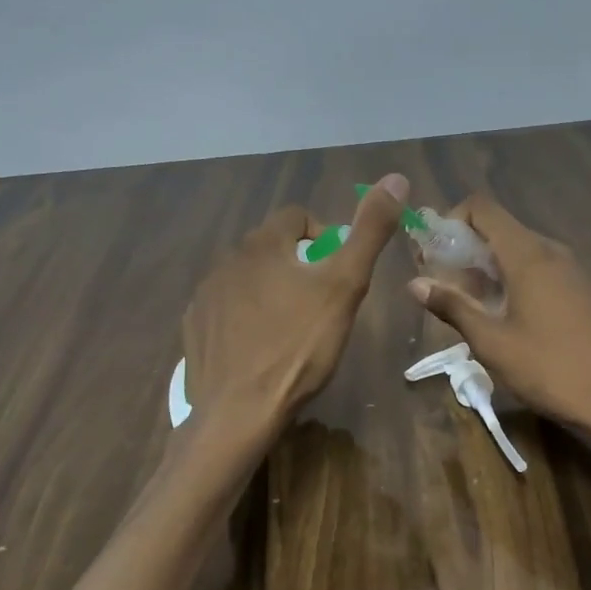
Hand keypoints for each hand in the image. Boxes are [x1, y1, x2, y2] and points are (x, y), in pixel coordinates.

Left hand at [183, 174, 408, 432]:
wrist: (238, 412)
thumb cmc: (299, 346)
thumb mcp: (345, 286)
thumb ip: (370, 232)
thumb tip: (396, 178)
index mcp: (263, 244)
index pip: (297, 218)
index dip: (325, 239)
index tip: (337, 275)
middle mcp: (227, 260)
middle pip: (272, 248)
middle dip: (299, 267)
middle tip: (321, 306)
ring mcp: (205, 296)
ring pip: (248, 279)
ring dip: (271, 292)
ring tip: (292, 331)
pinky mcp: (194, 329)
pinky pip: (225, 310)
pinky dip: (245, 319)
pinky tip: (260, 350)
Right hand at [407, 191, 590, 440]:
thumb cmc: (549, 369)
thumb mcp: (492, 342)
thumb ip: (453, 306)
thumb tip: (414, 283)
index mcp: (528, 254)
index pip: (482, 208)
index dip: (451, 220)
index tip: (432, 254)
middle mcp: (551, 251)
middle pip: (499, 228)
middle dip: (464, 249)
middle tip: (440, 284)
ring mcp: (571, 270)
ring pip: (518, 251)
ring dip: (487, 267)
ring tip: (466, 305)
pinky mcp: (581, 290)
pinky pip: (538, 269)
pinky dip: (511, 279)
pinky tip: (502, 316)